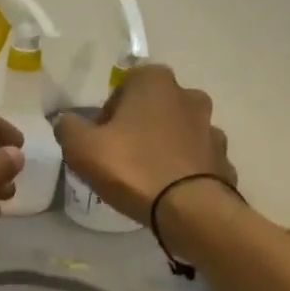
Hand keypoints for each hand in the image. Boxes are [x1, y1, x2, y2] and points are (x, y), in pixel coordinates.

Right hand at [53, 66, 234, 223]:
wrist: (189, 208)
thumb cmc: (132, 168)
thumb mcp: (81, 148)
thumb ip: (68, 127)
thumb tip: (66, 121)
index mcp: (155, 82)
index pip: (124, 86)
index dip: (109, 113)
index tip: (102, 139)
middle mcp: (189, 95)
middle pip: (154, 107)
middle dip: (138, 127)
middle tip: (121, 158)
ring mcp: (211, 127)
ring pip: (178, 132)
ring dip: (164, 147)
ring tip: (146, 177)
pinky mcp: (222, 158)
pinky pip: (195, 158)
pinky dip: (183, 168)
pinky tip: (169, 190)